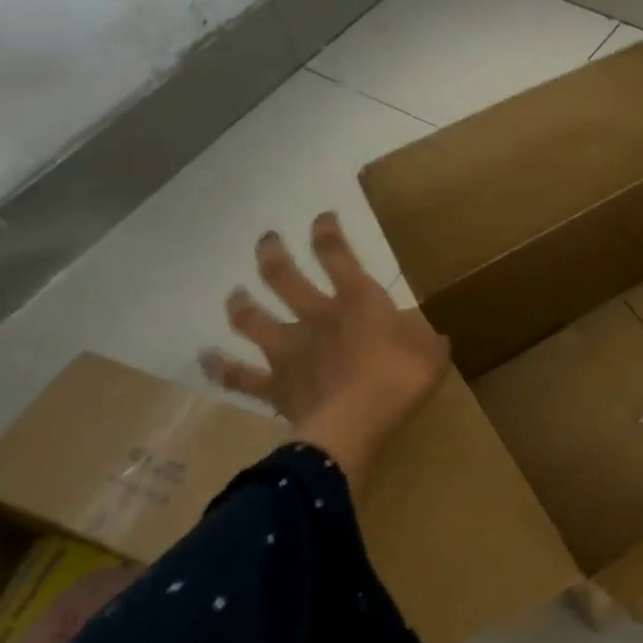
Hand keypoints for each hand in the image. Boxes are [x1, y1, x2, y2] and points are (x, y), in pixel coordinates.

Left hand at [199, 213, 449, 486]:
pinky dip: (221, 368)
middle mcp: (317, 317)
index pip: (337, 256)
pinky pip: (240, 376)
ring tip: (235, 295)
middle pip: (283, 277)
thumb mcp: (431, 356)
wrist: (353, 425)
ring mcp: (290, 349)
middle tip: (266, 241)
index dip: (327, 233)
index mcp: (358, 302)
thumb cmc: (398, 381)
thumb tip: (436, 336)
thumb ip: (430, 342)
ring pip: (254, 319)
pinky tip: (206, 359)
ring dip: (242, 305)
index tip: (321, 217)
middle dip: (273, 254)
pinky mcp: (275, 385)